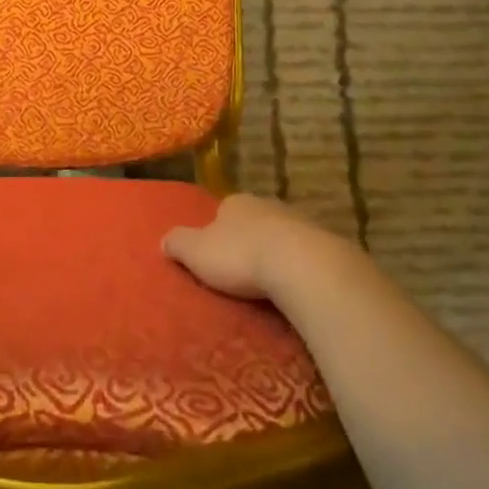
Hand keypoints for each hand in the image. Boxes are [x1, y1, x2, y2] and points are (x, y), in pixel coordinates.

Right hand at [162, 193, 341, 300]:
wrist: (301, 265)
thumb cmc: (240, 255)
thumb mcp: (196, 252)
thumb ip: (178, 243)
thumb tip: (164, 240)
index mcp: (235, 203)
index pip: (222, 211)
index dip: (216, 230)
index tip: (215, 253)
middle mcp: (267, 205)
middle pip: (253, 222)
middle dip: (247, 240)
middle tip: (241, 269)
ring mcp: (299, 222)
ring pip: (281, 236)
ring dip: (275, 253)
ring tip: (268, 281)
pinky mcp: (324, 244)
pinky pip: (304, 255)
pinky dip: (298, 267)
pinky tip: (294, 285)